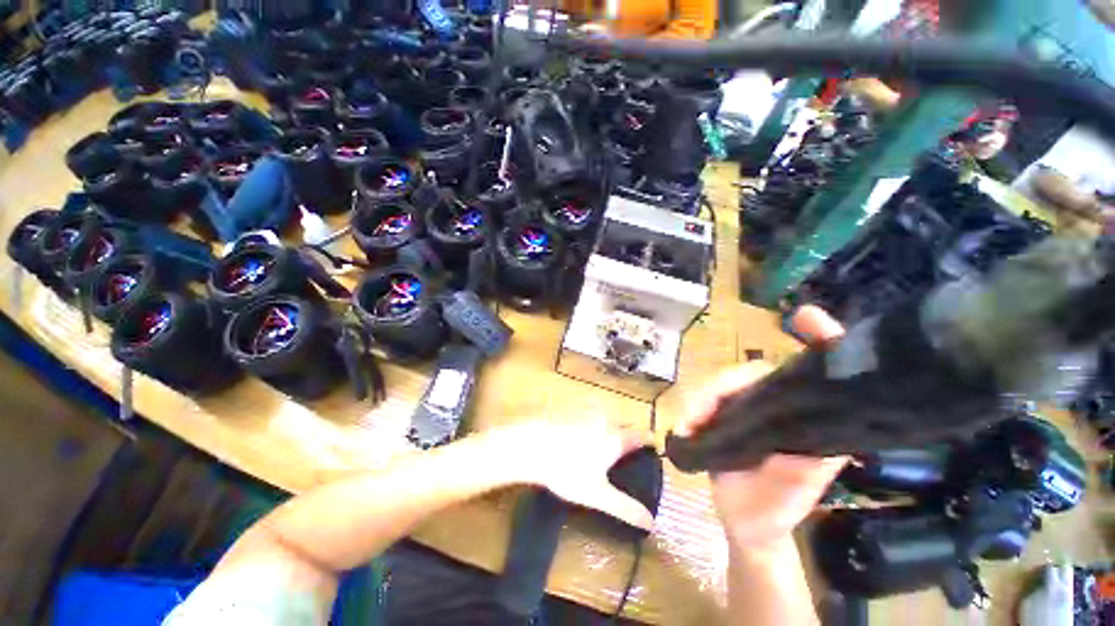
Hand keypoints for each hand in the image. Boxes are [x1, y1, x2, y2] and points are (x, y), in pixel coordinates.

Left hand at [492, 419, 655, 530]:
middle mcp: (604, 422)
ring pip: (603, 422)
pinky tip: (575, 445)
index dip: (652, 443)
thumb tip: (652, 523)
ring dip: (608, 432)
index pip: (644, 436)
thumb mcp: (597, 496)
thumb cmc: (566, 472)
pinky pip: (583, 421)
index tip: (654, 452)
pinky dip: (587, 430)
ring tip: (603, 451)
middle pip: (625, 427)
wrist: (526, 449)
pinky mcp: (563, 416)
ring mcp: (583, 416)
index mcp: (617, 439)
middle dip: (629, 438)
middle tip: (629, 456)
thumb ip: (625, 508)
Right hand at [674, 305, 847, 547]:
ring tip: (692, 422)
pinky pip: (706, 407)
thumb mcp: (814, 476)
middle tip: (706, 408)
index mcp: (805, 409)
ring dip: (705, 398)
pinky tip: (686, 427)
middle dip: (730, 382)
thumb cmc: (787, 504)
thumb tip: (843, 416)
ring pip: (726, 386)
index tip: (804, 317)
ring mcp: (748, 411)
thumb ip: (831, 448)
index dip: (816, 335)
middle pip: (755, 372)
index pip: (814, 364)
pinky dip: (694, 412)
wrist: (750, 531)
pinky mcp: (722, 425)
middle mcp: (778, 402)